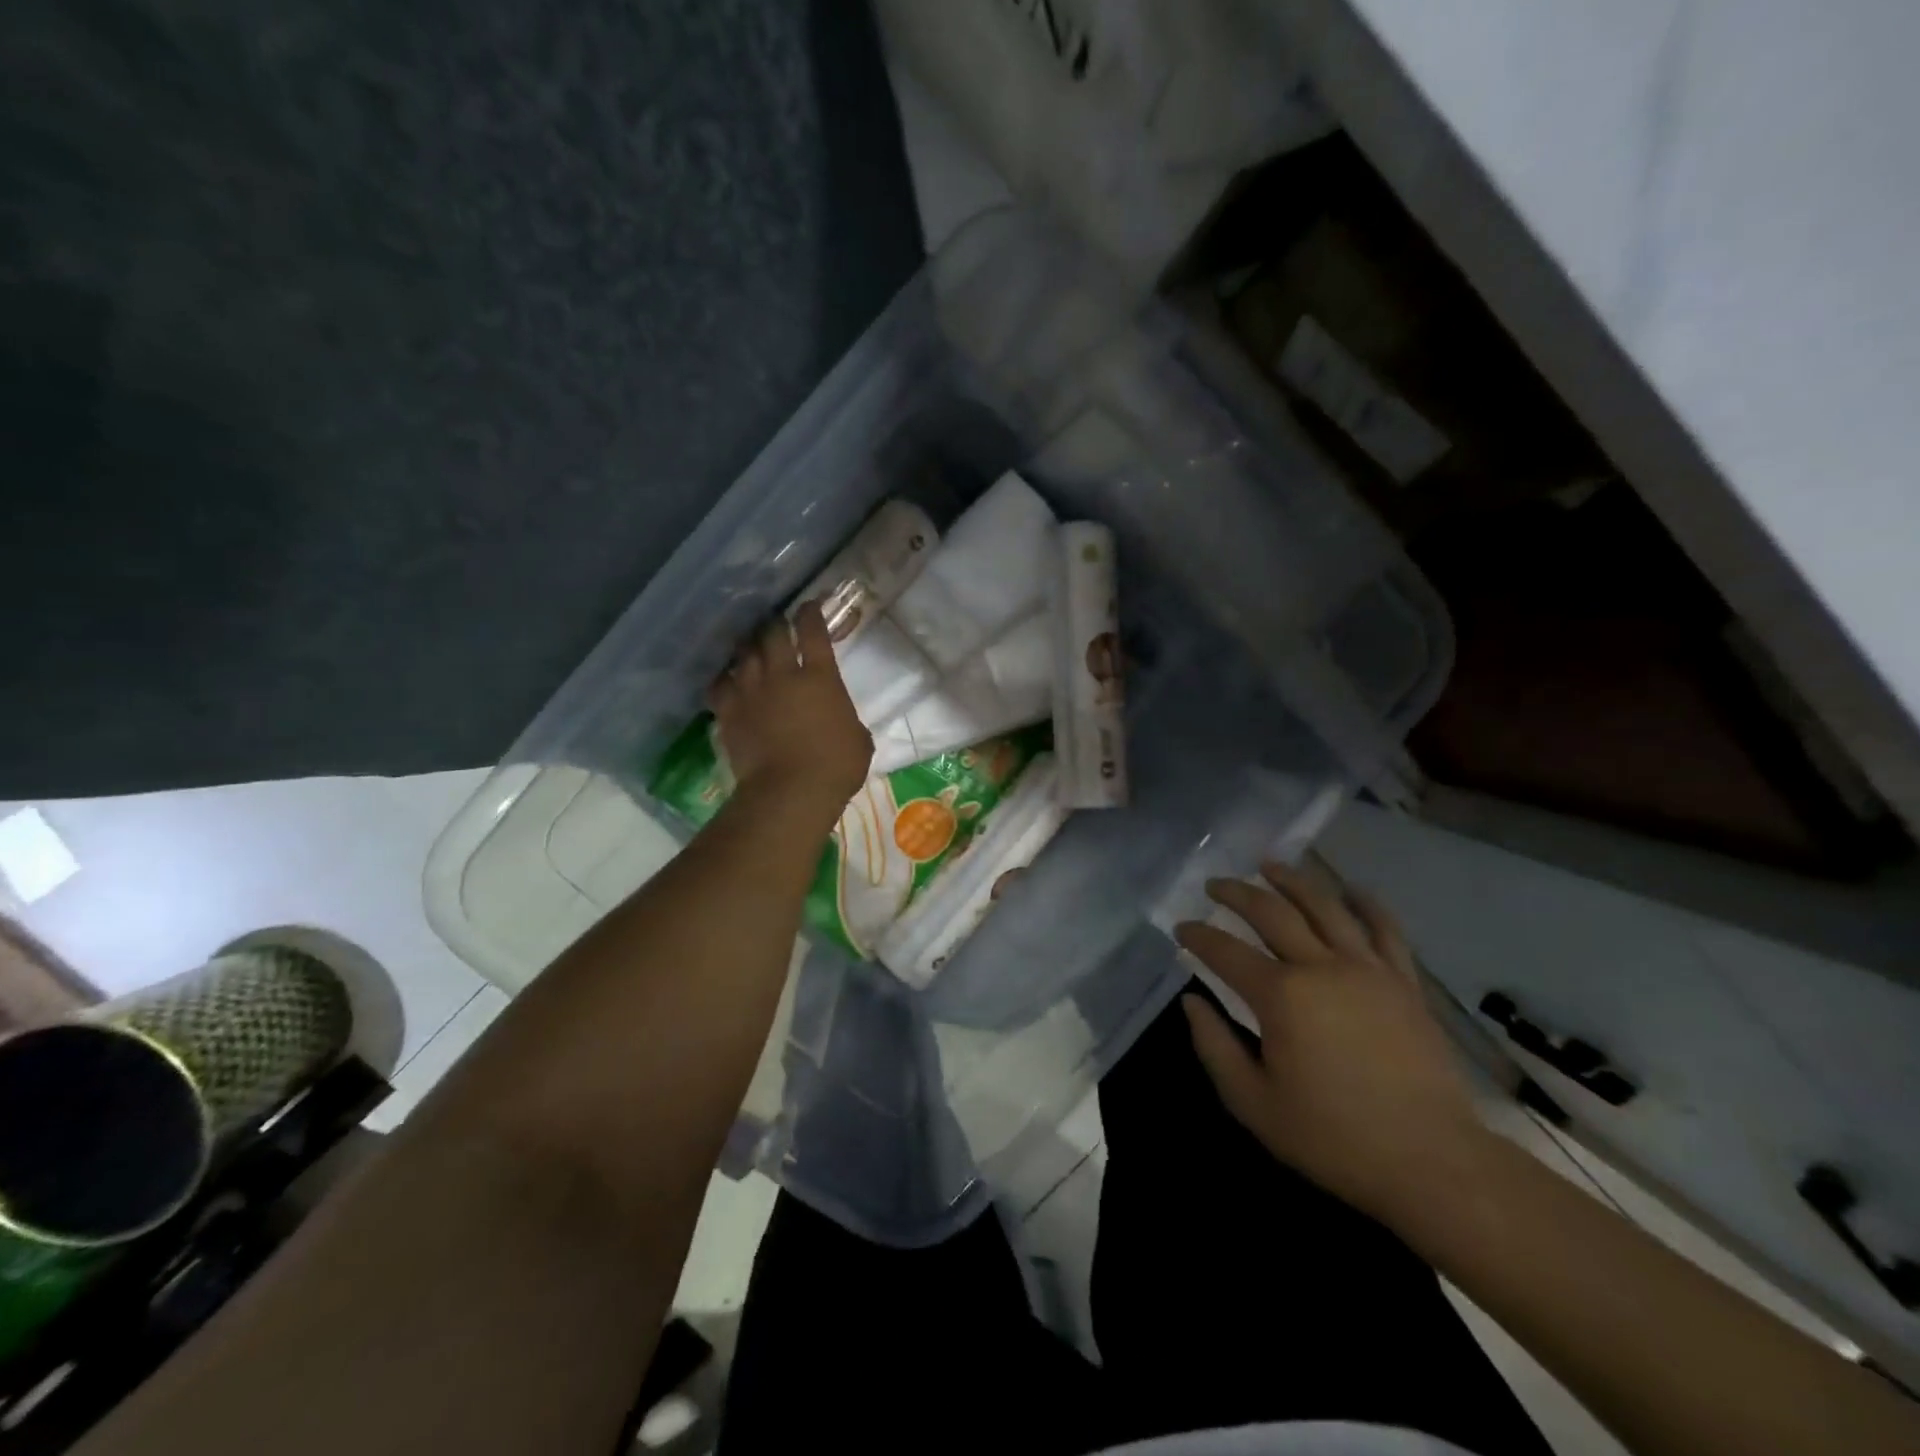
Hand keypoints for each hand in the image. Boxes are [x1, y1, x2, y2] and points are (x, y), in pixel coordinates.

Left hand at [707, 602, 872, 817]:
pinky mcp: (728, 712)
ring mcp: (751, 691)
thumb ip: (846, 719)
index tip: (809, 607)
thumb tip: (840, 720)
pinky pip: (719, 684)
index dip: (810, 614)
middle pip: (772, 634)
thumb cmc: (836, 766)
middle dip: (775, 625)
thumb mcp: (858, 739)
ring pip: (744, 654)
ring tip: (750, 647)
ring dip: (749, 647)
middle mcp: (782, 674)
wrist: (790, 791)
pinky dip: (724, 679)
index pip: (813, 632)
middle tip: (777, 625)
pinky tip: (727, 680)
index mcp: (820, 677)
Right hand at [1175, 863, 1488, 1223]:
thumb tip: (1192, 1002)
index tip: (1181, 929)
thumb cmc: (1333, 1138)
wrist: (1431, 1163)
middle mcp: (1321, 967)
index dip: (1198, 936)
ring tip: (1270, 865)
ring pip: (1325, 907)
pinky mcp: (1405, 983)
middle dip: (1236, 893)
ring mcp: (1368, 970)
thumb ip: (1214, 1046)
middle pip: (1271, 912)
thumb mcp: (1254, 1103)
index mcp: (1281, 996)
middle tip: (1215, 885)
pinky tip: (1352, 888)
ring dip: (1292, 880)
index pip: (1225, 951)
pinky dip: (1367, 904)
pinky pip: (1385, 930)